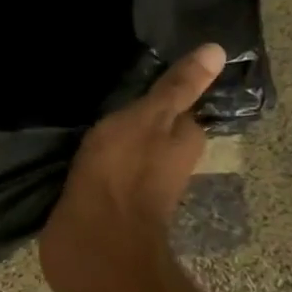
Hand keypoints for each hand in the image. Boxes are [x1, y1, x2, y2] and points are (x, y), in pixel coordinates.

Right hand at [38, 44, 225, 290]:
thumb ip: (177, 88)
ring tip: (84, 122)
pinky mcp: (107, 206)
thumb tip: (218, 50)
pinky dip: (94, 165)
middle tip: (104, 99)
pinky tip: (73, 154)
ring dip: (112, 143)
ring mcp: (138, 190)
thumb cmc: (123, 172)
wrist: (93, 241)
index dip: (161, 96)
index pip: (180, 109)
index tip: (135, 80)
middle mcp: (169, 166)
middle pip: (154, 134)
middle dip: (135, 121)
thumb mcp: (149, 117)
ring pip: (129, 155)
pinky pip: (104, 175)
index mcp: (185, 141)